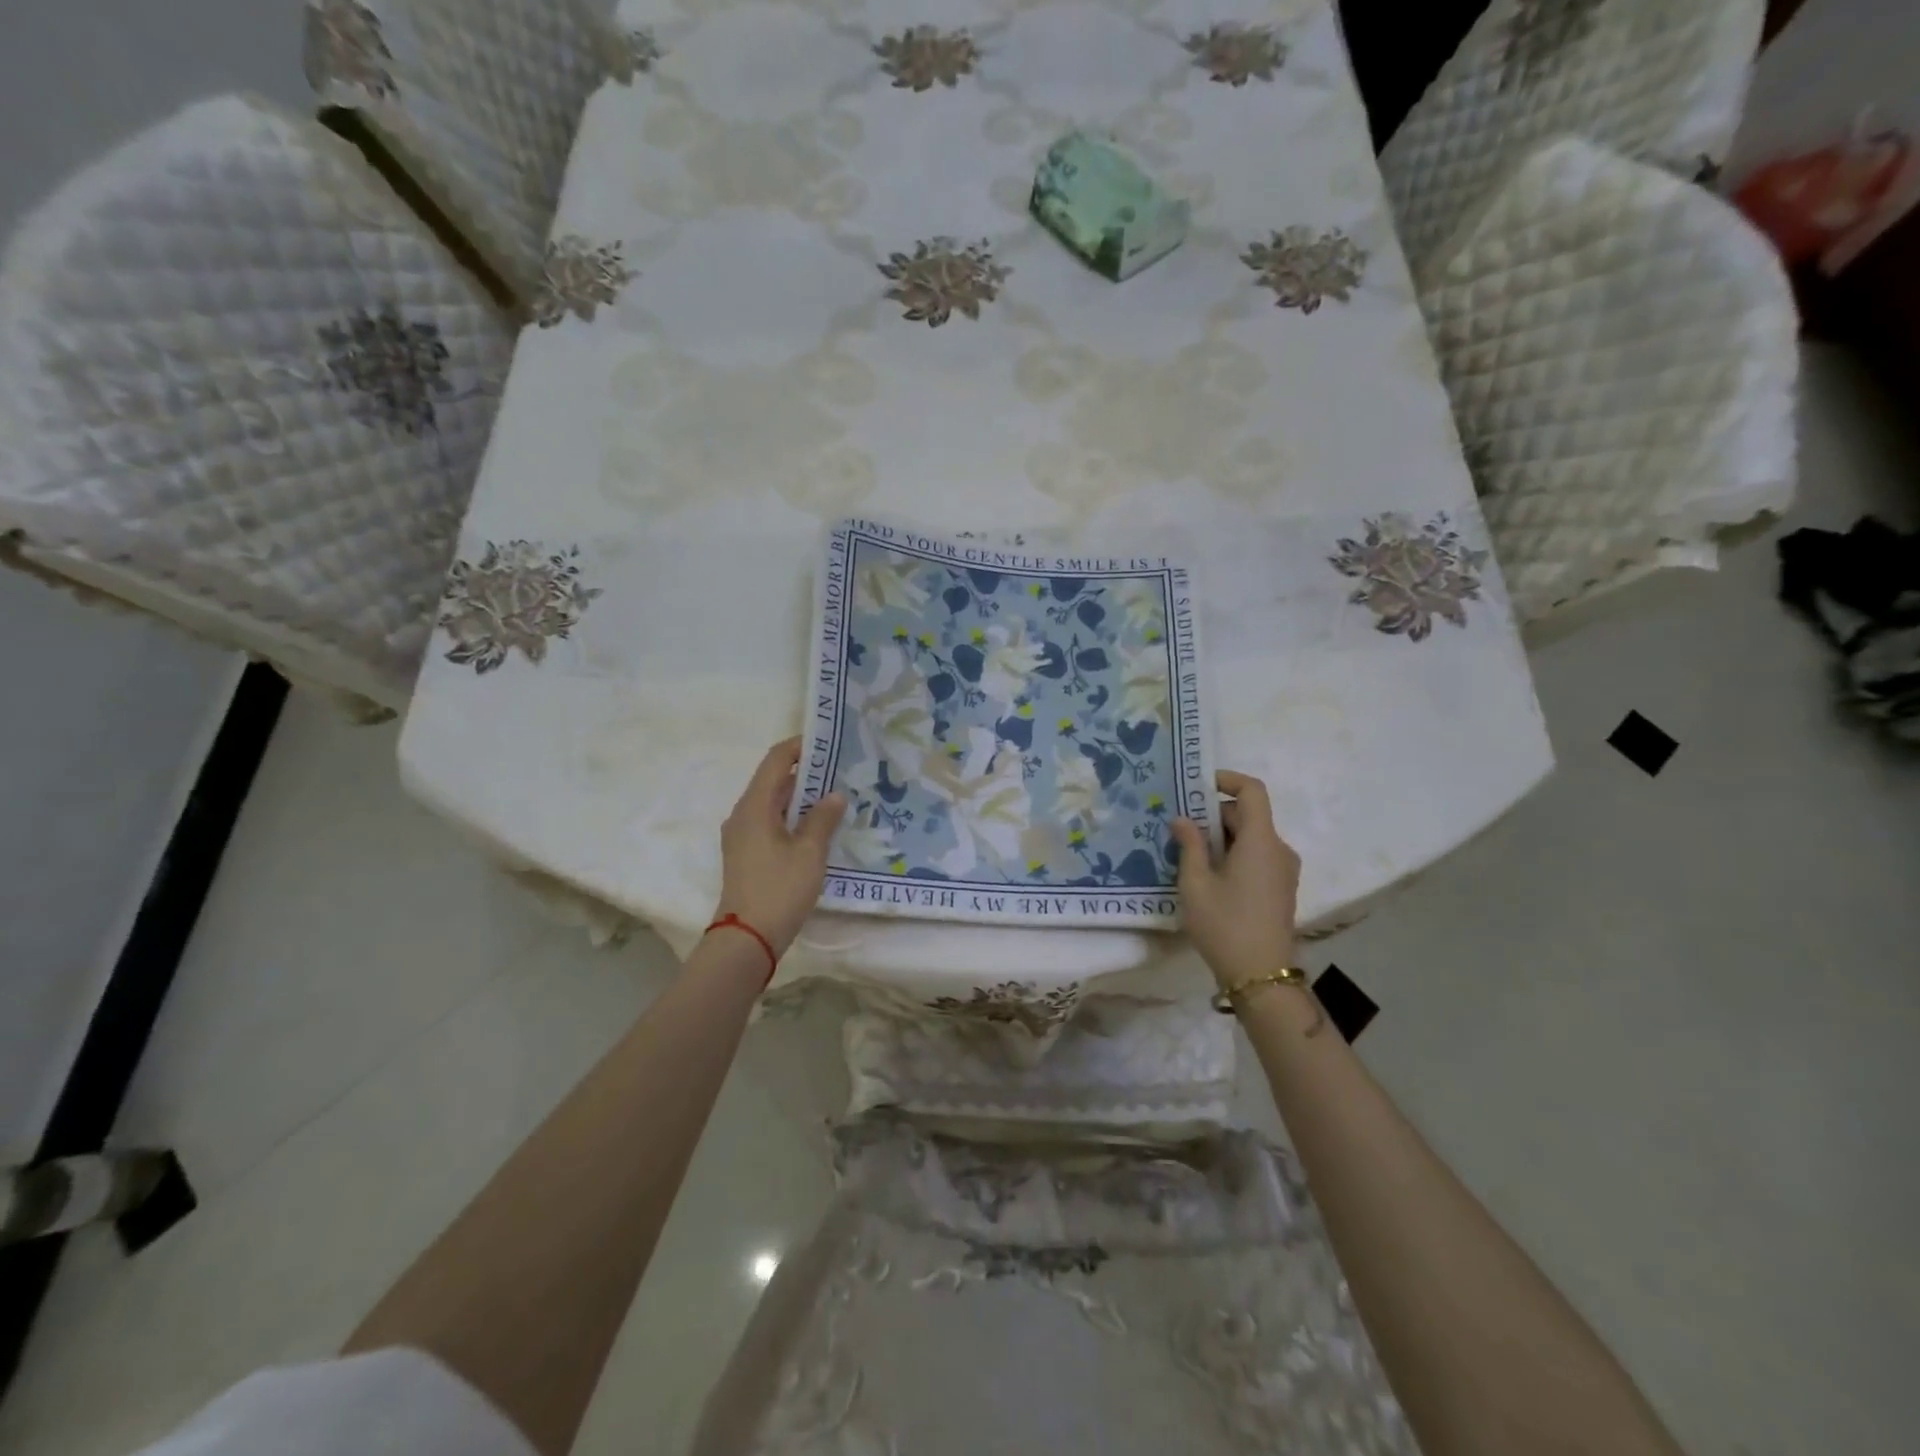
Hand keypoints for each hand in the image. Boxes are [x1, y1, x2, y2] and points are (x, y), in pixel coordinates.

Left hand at [714, 738, 846, 957]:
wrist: (747, 938)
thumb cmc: (779, 889)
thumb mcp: (810, 852)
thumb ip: (823, 818)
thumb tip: (834, 794)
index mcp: (754, 806)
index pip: (775, 760)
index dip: (800, 747)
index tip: (829, 743)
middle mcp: (743, 814)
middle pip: (773, 780)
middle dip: (806, 773)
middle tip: (841, 772)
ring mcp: (742, 836)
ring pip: (772, 804)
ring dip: (800, 798)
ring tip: (834, 797)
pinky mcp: (746, 854)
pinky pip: (770, 823)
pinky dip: (792, 817)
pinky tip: (817, 828)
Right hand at [1170, 771, 1301, 988]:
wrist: (1261, 977)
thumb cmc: (1224, 925)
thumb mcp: (1195, 883)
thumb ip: (1189, 845)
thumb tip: (1182, 819)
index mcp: (1261, 841)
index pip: (1252, 791)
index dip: (1227, 780)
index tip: (1197, 786)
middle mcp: (1279, 849)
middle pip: (1248, 814)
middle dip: (1214, 814)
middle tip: (1179, 826)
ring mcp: (1284, 870)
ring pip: (1251, 837)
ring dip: (1222, 836)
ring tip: (1187, 852)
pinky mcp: (1281, 888)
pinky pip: (1257, 856)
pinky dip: (1233, 853)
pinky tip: (1207, 874)